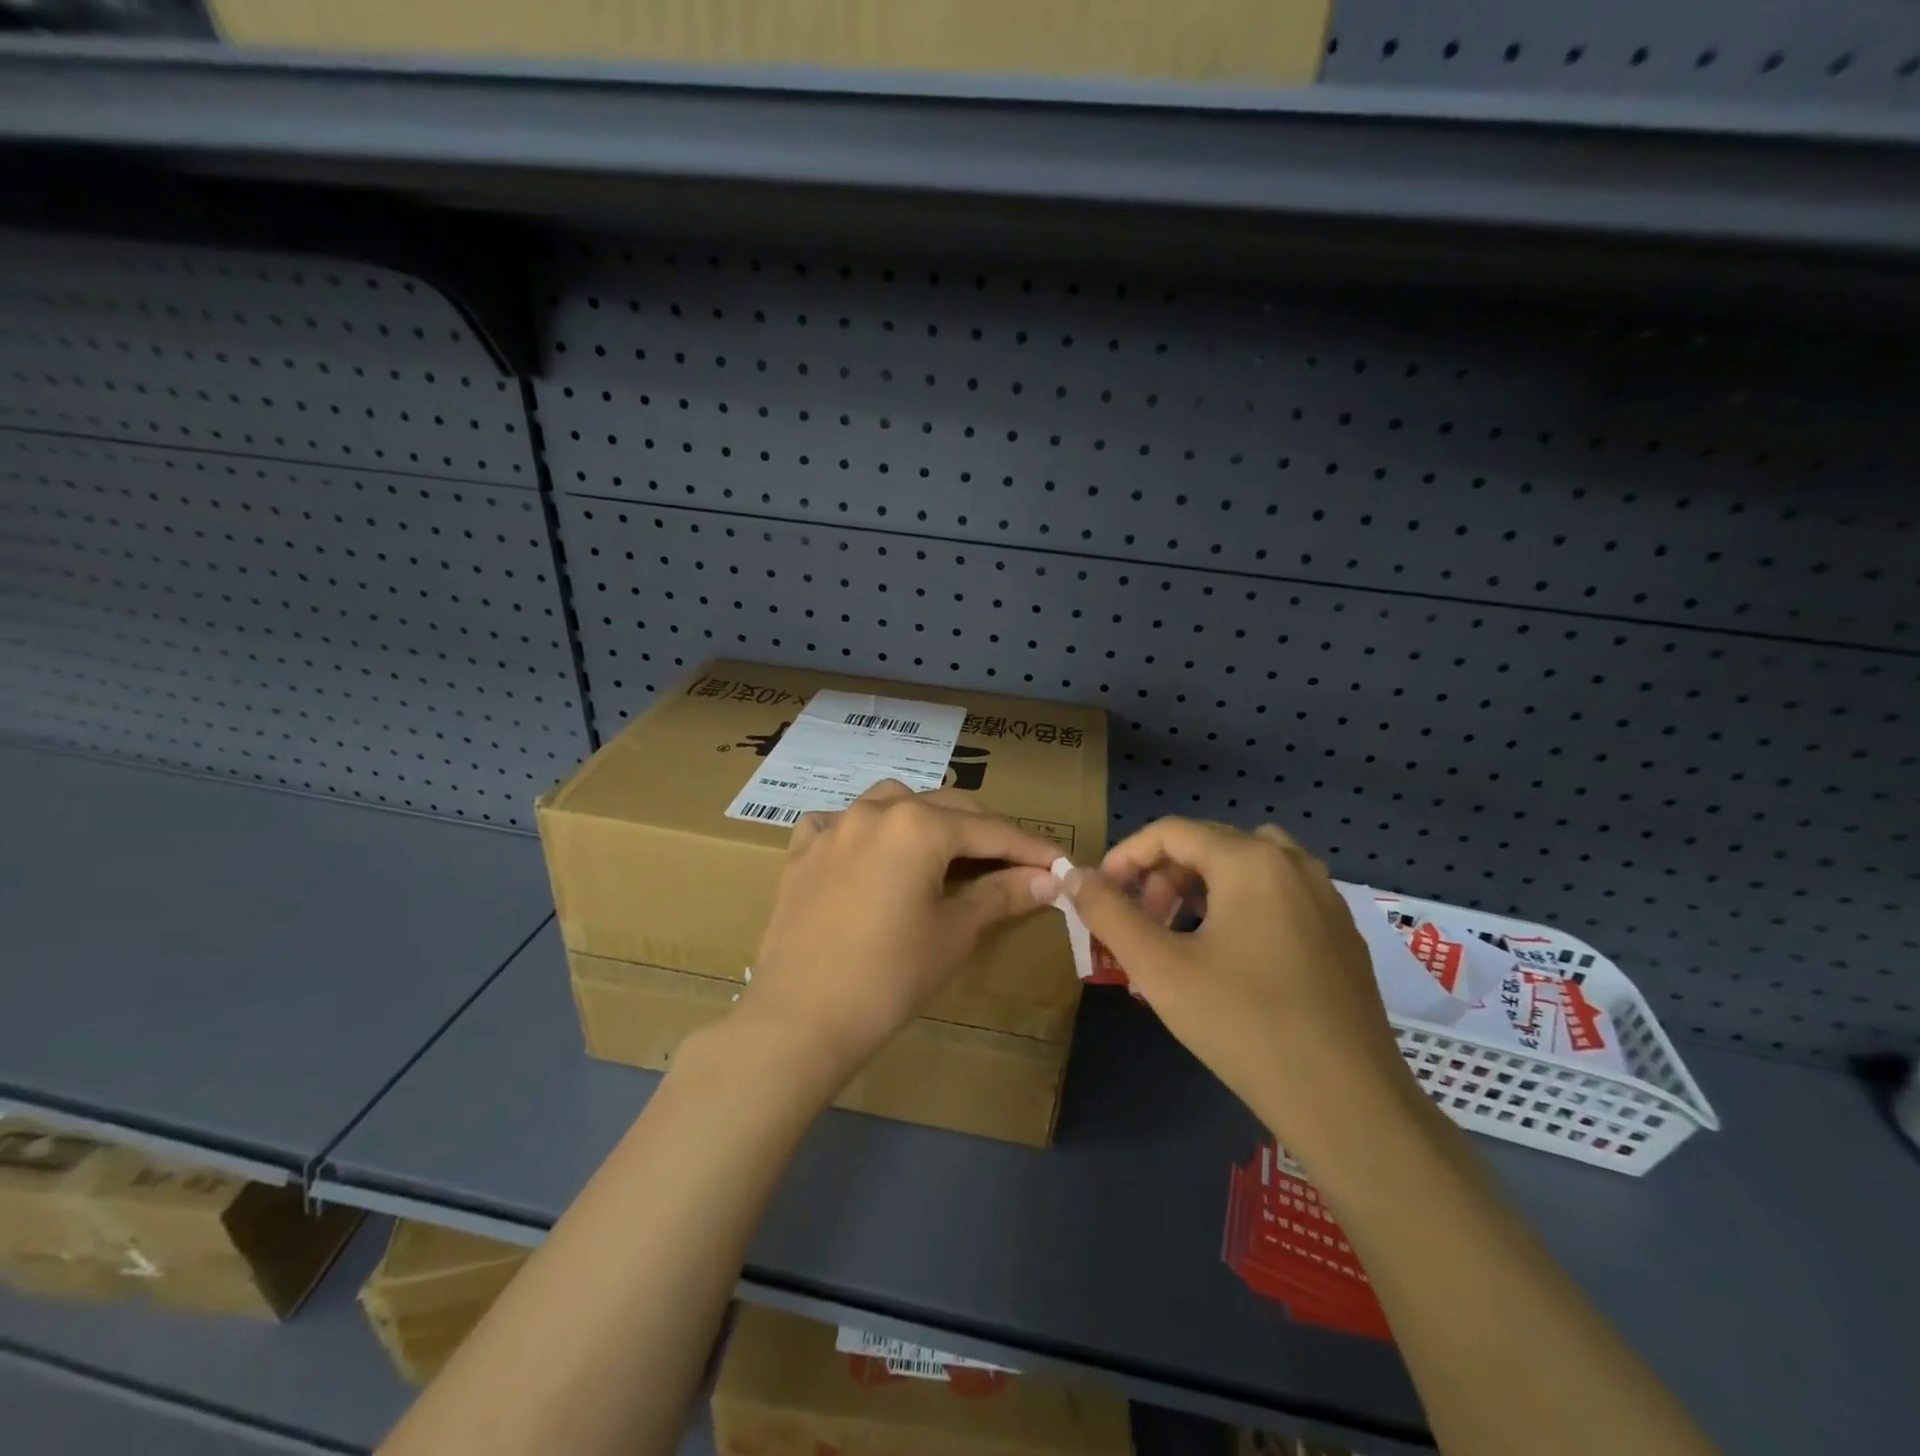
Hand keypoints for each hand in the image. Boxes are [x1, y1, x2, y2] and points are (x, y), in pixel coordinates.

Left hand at [736, 780, 1060, 1087]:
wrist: (799, 1018)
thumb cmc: (888, 978)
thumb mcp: (954, 934)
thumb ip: (1002, 895)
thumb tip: (1048, 878)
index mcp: (918, 825)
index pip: (990, 830)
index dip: (1030, 846)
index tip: (1061, 860)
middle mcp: (876, 810)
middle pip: (945, 807)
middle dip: (984, 831)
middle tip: (1014, 862)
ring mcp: (833, 826)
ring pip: (892, 801)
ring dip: (926, 818)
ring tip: (944, 851)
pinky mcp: (802, 850)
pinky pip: (840, 821)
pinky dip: (866, 829)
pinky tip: (871, 853)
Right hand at [1063, 818, 1415, 1151]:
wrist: (1349, 1104)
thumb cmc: (1245, 1025)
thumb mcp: (1159, 968)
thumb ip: (1109, 914)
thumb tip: (1073, 876)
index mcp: (1251, 860)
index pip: (1170, 832)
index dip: (1125, 857)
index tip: (1100, 895)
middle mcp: (1292, 863)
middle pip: (1208, 844)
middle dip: (1161, 877)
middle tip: (1140, 924)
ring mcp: (1324, 897)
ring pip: (1244, 867)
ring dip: (1199, 889)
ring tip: (1178, 939)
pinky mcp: (1340, 933)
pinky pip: (1276, 896)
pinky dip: (1238, 907)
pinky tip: (1228, 961)